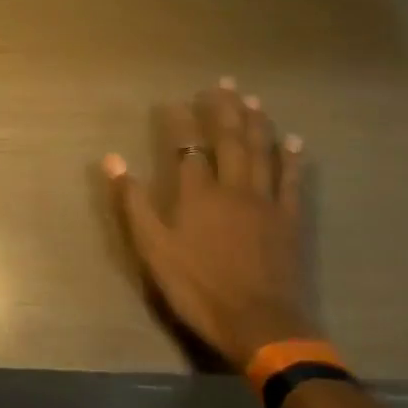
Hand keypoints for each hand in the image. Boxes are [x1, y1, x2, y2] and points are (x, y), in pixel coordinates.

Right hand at [102, 79, 315, 369]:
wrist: (259, 324)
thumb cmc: (198, 287)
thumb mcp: (153, 249)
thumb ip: (135, 202)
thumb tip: (112, 159)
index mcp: (197, 194)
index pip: (188, 147)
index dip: (182, 122)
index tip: (176, 101)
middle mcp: (233, 187)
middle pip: (230, 140)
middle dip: (225, 109)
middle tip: (225, 83)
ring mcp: (265, 202)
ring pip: (262, 152)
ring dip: (257, 123)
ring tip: (253, 99)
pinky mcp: (289, 220)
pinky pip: (292, 181)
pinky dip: (293, 159)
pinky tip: (295, 141)